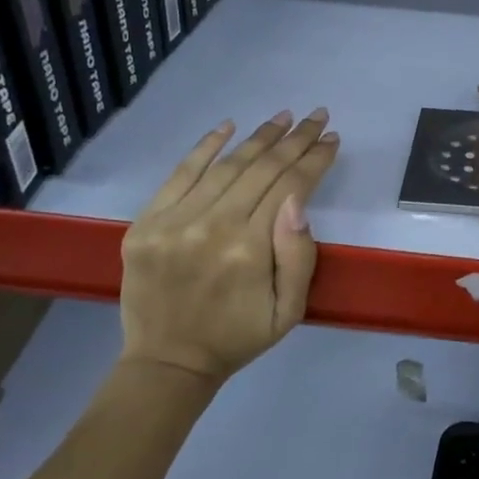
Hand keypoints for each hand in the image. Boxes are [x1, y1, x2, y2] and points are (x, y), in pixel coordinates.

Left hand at [119, 109, 338, 381]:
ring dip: (259, 137)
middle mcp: (212, 226)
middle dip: (295, 139)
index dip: (314, 159)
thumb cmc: (238, 336)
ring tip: (283, 117)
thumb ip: (298, 255)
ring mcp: (174, 221)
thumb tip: (298, 200)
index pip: (290, 186)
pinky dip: (205, 146)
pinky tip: (228, 126)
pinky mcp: (146, 222)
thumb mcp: (289, 310)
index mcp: (249, 249)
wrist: (168, 361)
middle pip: (262, 168)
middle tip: (316, 116)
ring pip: (226, 165)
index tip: (332, 139)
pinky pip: (180, 174)